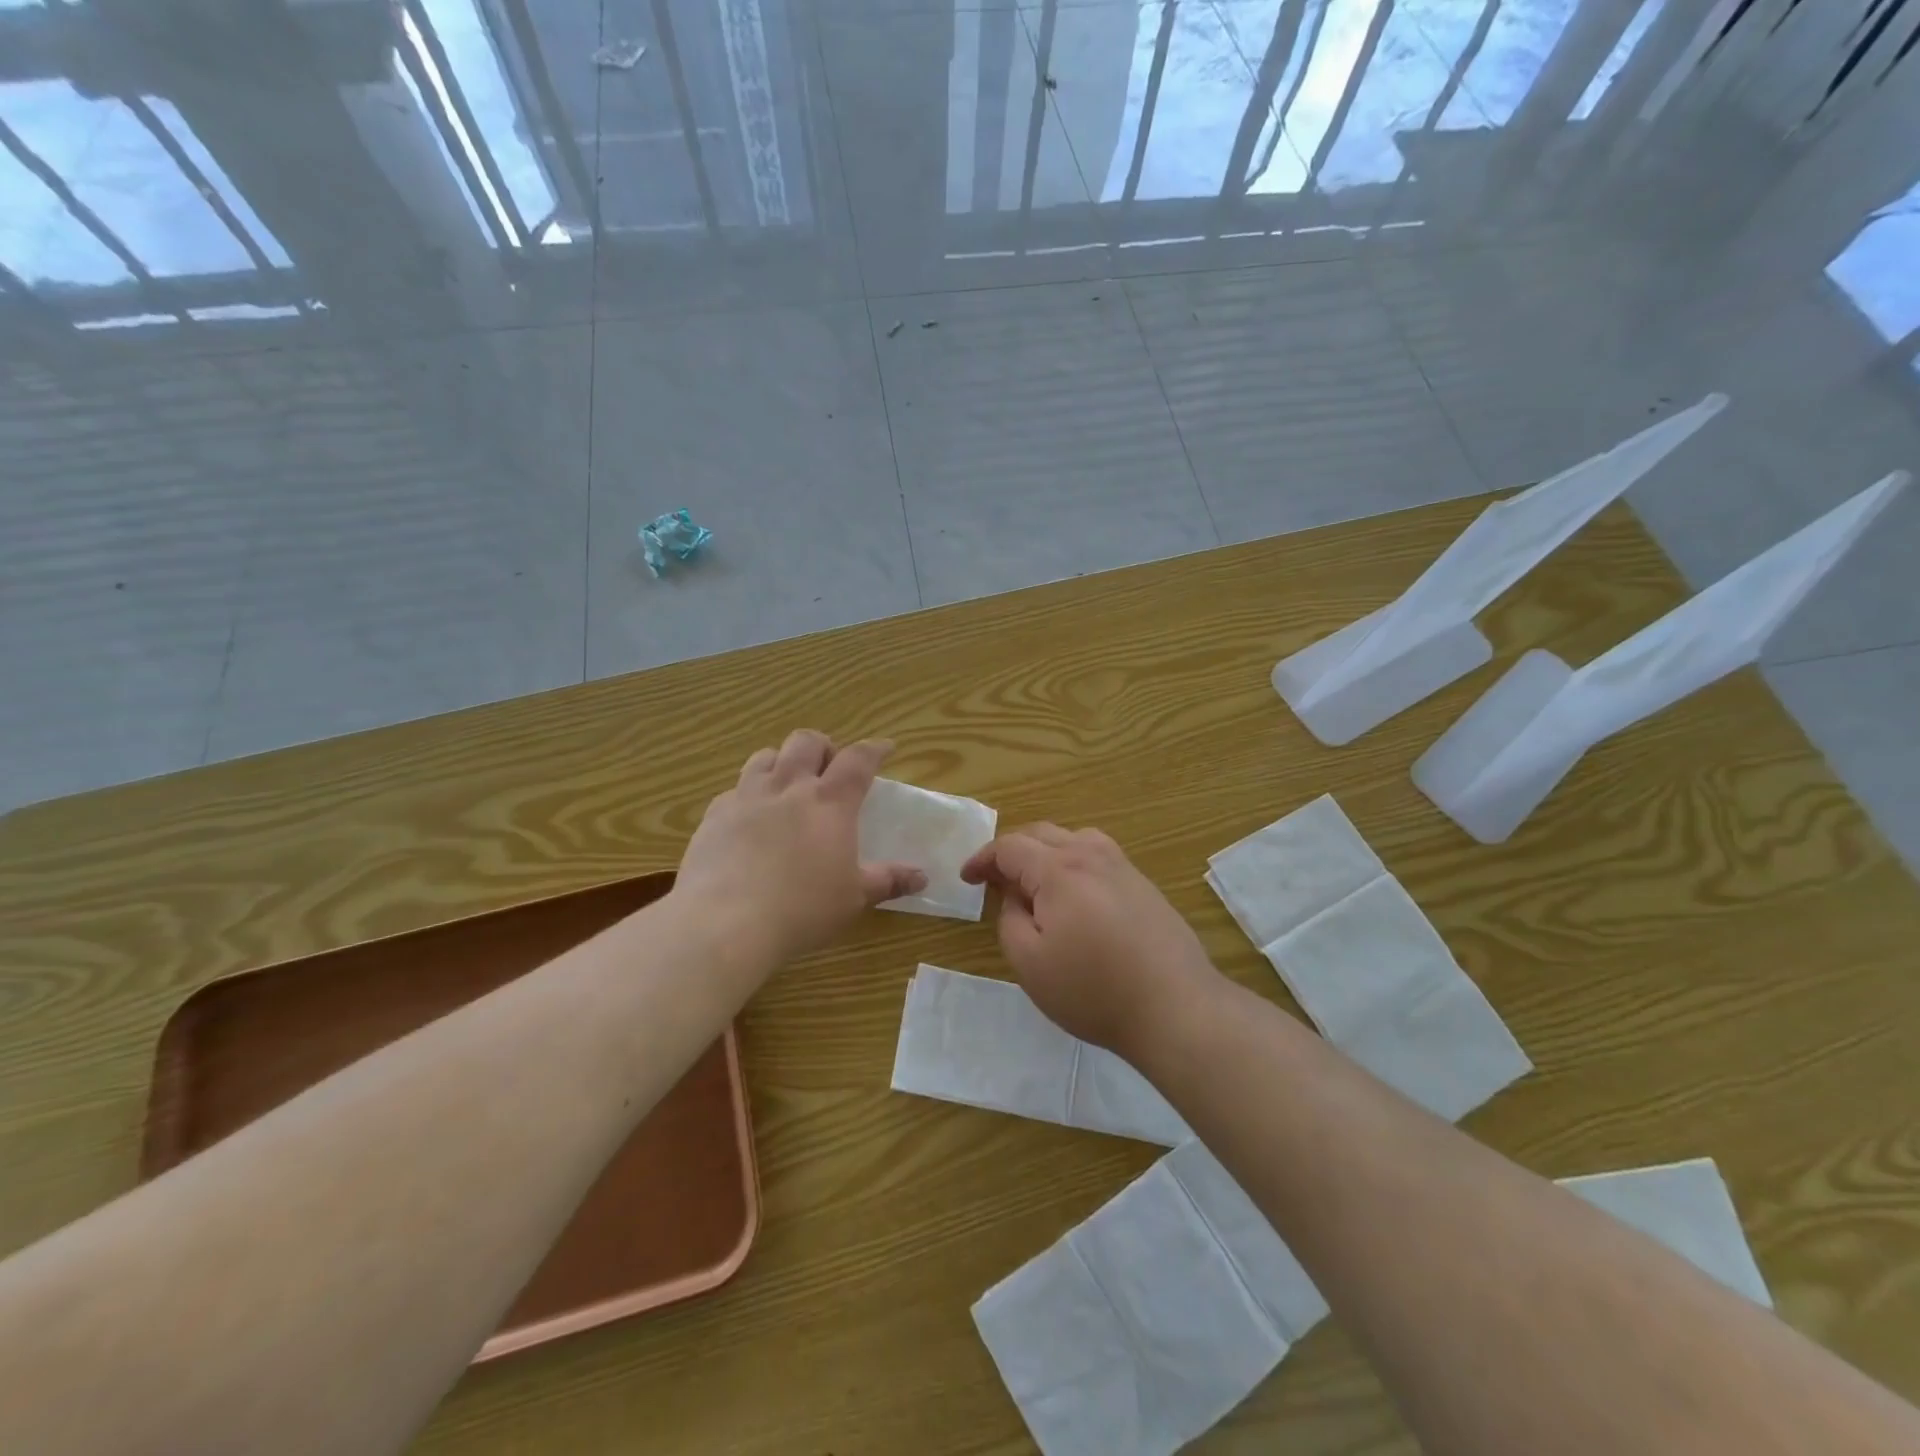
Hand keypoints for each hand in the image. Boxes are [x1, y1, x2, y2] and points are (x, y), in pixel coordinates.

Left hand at [676, 731, 927, 962]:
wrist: (724, 922)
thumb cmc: (802, 909)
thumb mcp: (854, 898)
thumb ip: (888, 881)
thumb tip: (922, 877)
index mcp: (830, 802)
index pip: (858, 759)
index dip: (874, 748)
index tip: (884, 747)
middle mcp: (789, 787)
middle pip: (807, 742)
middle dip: (824, 746)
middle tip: (830, 768)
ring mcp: (747, 797)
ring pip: (766, 756)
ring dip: (783, 761)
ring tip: (789, 783)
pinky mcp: (715, 815)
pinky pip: (735, 789)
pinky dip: (749, 794)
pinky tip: (750, 819)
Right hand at [960, 824, 1221, 1055]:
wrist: (1175, 1007)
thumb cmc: (1093, 990)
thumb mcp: (1030, 963)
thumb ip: (1010, 920)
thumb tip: (1015, 896)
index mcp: (1058, 870)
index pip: (1010, 846)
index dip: (983, 859)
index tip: (967, 879)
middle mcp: (1091, 856)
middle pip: (1042, 833)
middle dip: (1012, 851)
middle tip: (995, 880)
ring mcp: (1123, 868)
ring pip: (1075, 839)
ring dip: (1046, 851)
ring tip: (1035, 881)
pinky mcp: (1144, 886)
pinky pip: (1099, 857)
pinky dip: (1074, 863)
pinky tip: (1076, 896)